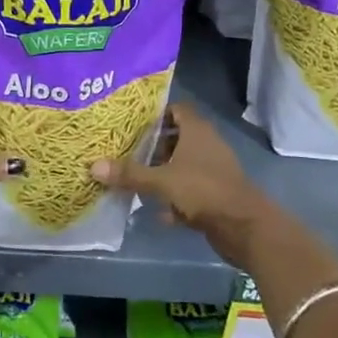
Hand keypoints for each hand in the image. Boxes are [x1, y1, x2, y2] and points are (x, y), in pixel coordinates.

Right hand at [91, 102, 275, 266]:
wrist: (244, 228)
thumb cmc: (203, 190)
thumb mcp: (161, 181)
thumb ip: (129, 174)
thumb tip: (93, 165)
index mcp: (197, 131)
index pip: (176, 109)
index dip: (156, 114)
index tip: (133, 123)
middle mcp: (207, 145)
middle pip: (178, 138)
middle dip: (155, 146)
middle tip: (128, 152)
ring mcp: (214, 171)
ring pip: (183, 165)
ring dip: (164, 173)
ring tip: (137, 180)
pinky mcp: (217, 195)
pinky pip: (190, 190)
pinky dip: (176, 198)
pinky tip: (159, 212)